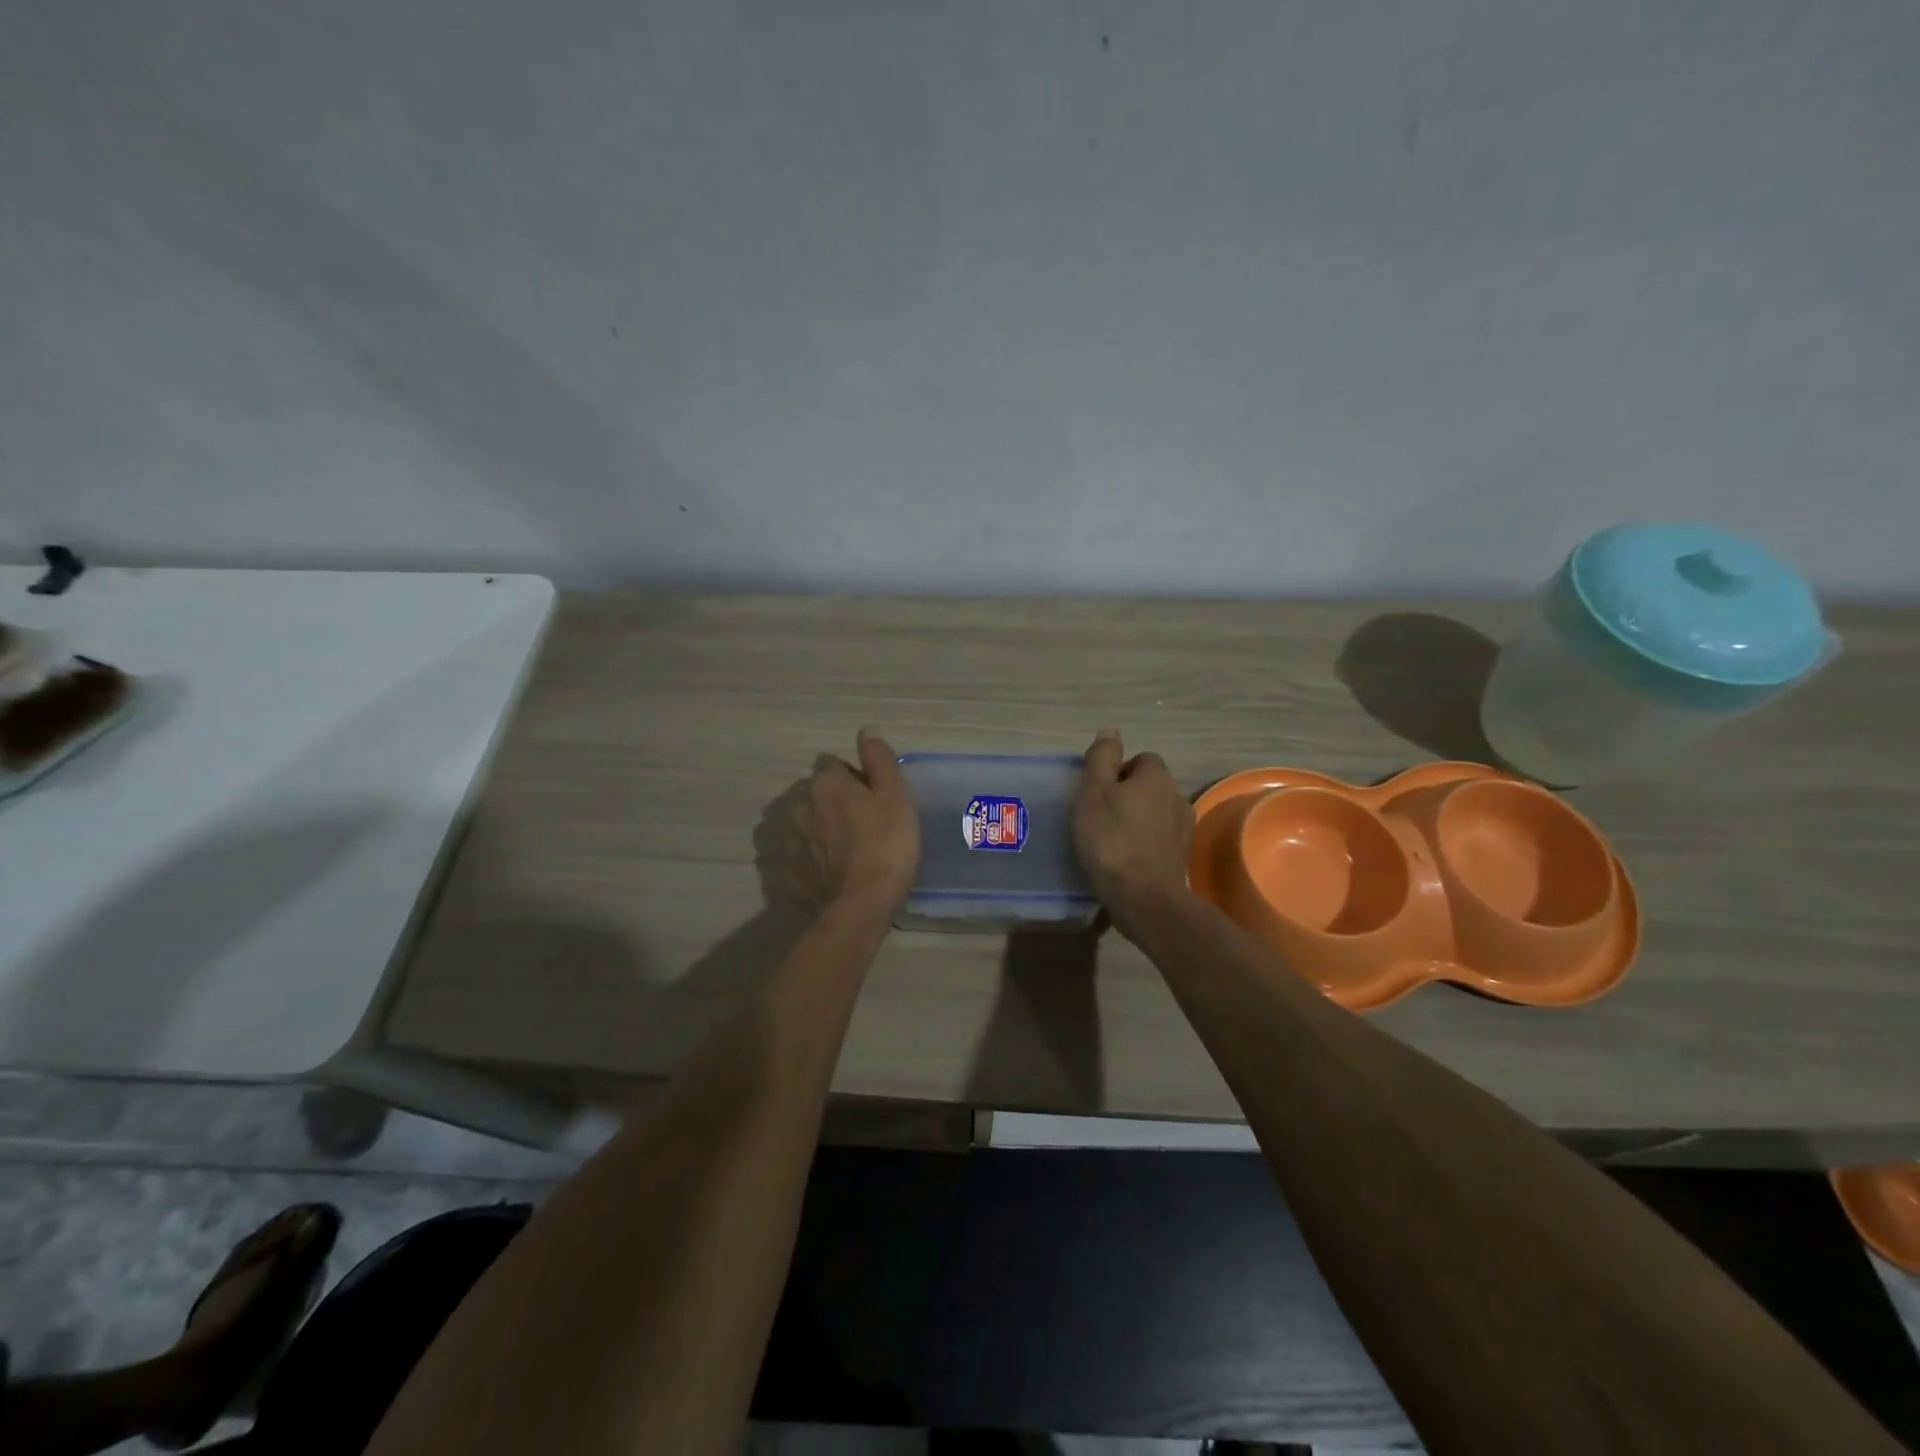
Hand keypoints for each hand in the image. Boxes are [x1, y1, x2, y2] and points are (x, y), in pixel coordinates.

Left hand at [786, 728, 919, 911]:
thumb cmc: (886, 844)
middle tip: (868, 824)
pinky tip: (838, 872)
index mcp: (826, 783)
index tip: (875, 798)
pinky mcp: (791, 872)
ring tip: (852, 850)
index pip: (835, 765)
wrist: (861, 905)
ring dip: (825, 829)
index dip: (856, 778)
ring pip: (809, 823)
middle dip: (838, 802)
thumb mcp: (896, 796)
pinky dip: (817, 859)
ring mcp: (792, 841)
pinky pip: (805, 855)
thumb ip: (879, 760)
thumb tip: (866, 732)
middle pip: (820, 793)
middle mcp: (801, 805)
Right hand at [1073, 730, 1193, 927]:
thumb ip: (1101, 758)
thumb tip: (1111, 731)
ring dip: (1136, 819)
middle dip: (1128, 795)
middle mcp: (1177, 797)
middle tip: (1099, 814)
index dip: (1117, 771)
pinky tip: (1124, 857)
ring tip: (1110, 838)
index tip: (1097, 792)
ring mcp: (1183, 829)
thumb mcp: (1094, 792)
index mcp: (1157, 777)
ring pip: (1155, 812)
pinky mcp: (1180, 856)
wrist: (1143, 896)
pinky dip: (1143, 842)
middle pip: (1149, 786)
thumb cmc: (1111, 838)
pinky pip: (1158, 838)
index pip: (1140, 759)